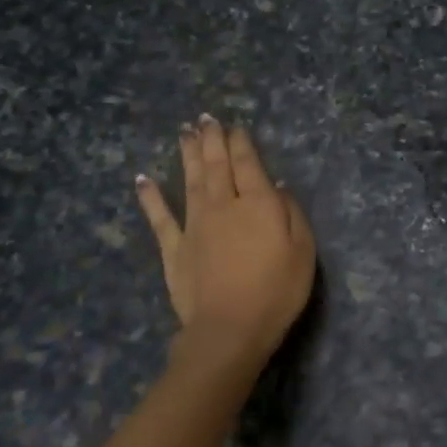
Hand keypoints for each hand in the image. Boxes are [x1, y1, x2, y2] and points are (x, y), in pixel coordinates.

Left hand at [135, 117, 316, 370]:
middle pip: (216, 165)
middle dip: (212, 139)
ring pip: (190, 181)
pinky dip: (151, 197)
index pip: (248, 164)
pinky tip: (142, 179)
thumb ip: (291, 213)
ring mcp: (194, 225)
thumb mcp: (303, 251)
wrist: (230, 328)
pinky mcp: (174, 249)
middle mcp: (223, 205)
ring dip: (187, 155)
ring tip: (184, 132)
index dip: (241, 143)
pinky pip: (160, 217)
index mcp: (257, 203)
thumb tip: (277, 185)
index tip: (235, 126)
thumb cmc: (277, 291)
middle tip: (205, 118)